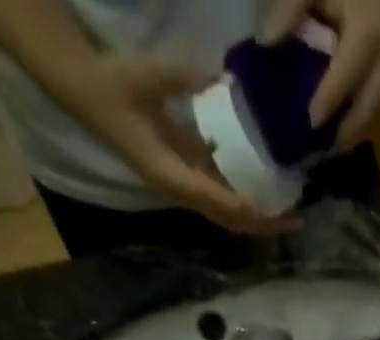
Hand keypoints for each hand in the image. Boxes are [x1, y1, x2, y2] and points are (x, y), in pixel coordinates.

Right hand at [64, 53, 299, 234]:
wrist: (82, 88)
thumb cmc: (113, 83)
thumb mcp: (149, 75)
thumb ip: (186, 78)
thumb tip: (226, 80)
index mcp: (172, 176)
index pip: (223, 205)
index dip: (254, 212)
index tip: (283, 213)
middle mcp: (180, 190)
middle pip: (230, 220)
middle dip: (264, 224)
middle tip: (297, 219)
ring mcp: (181, 184)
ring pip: (226, 213)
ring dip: (257, 215)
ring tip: (287, 210)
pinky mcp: (182, 173)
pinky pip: (219, 195)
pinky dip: (243, 197)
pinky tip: (263, 189)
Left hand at [263, 0, 379, 149]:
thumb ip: (289, 9)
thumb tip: (265, 44)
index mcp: (369, 26)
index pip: (349, 69)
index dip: (331, 96)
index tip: (313, 122)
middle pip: (371, 97)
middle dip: (351, 126)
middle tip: (329, 147)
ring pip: (376, 98)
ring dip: (357, 123)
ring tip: (336, 142)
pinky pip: (375, 90)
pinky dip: (359, 108)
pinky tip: (343, 121)